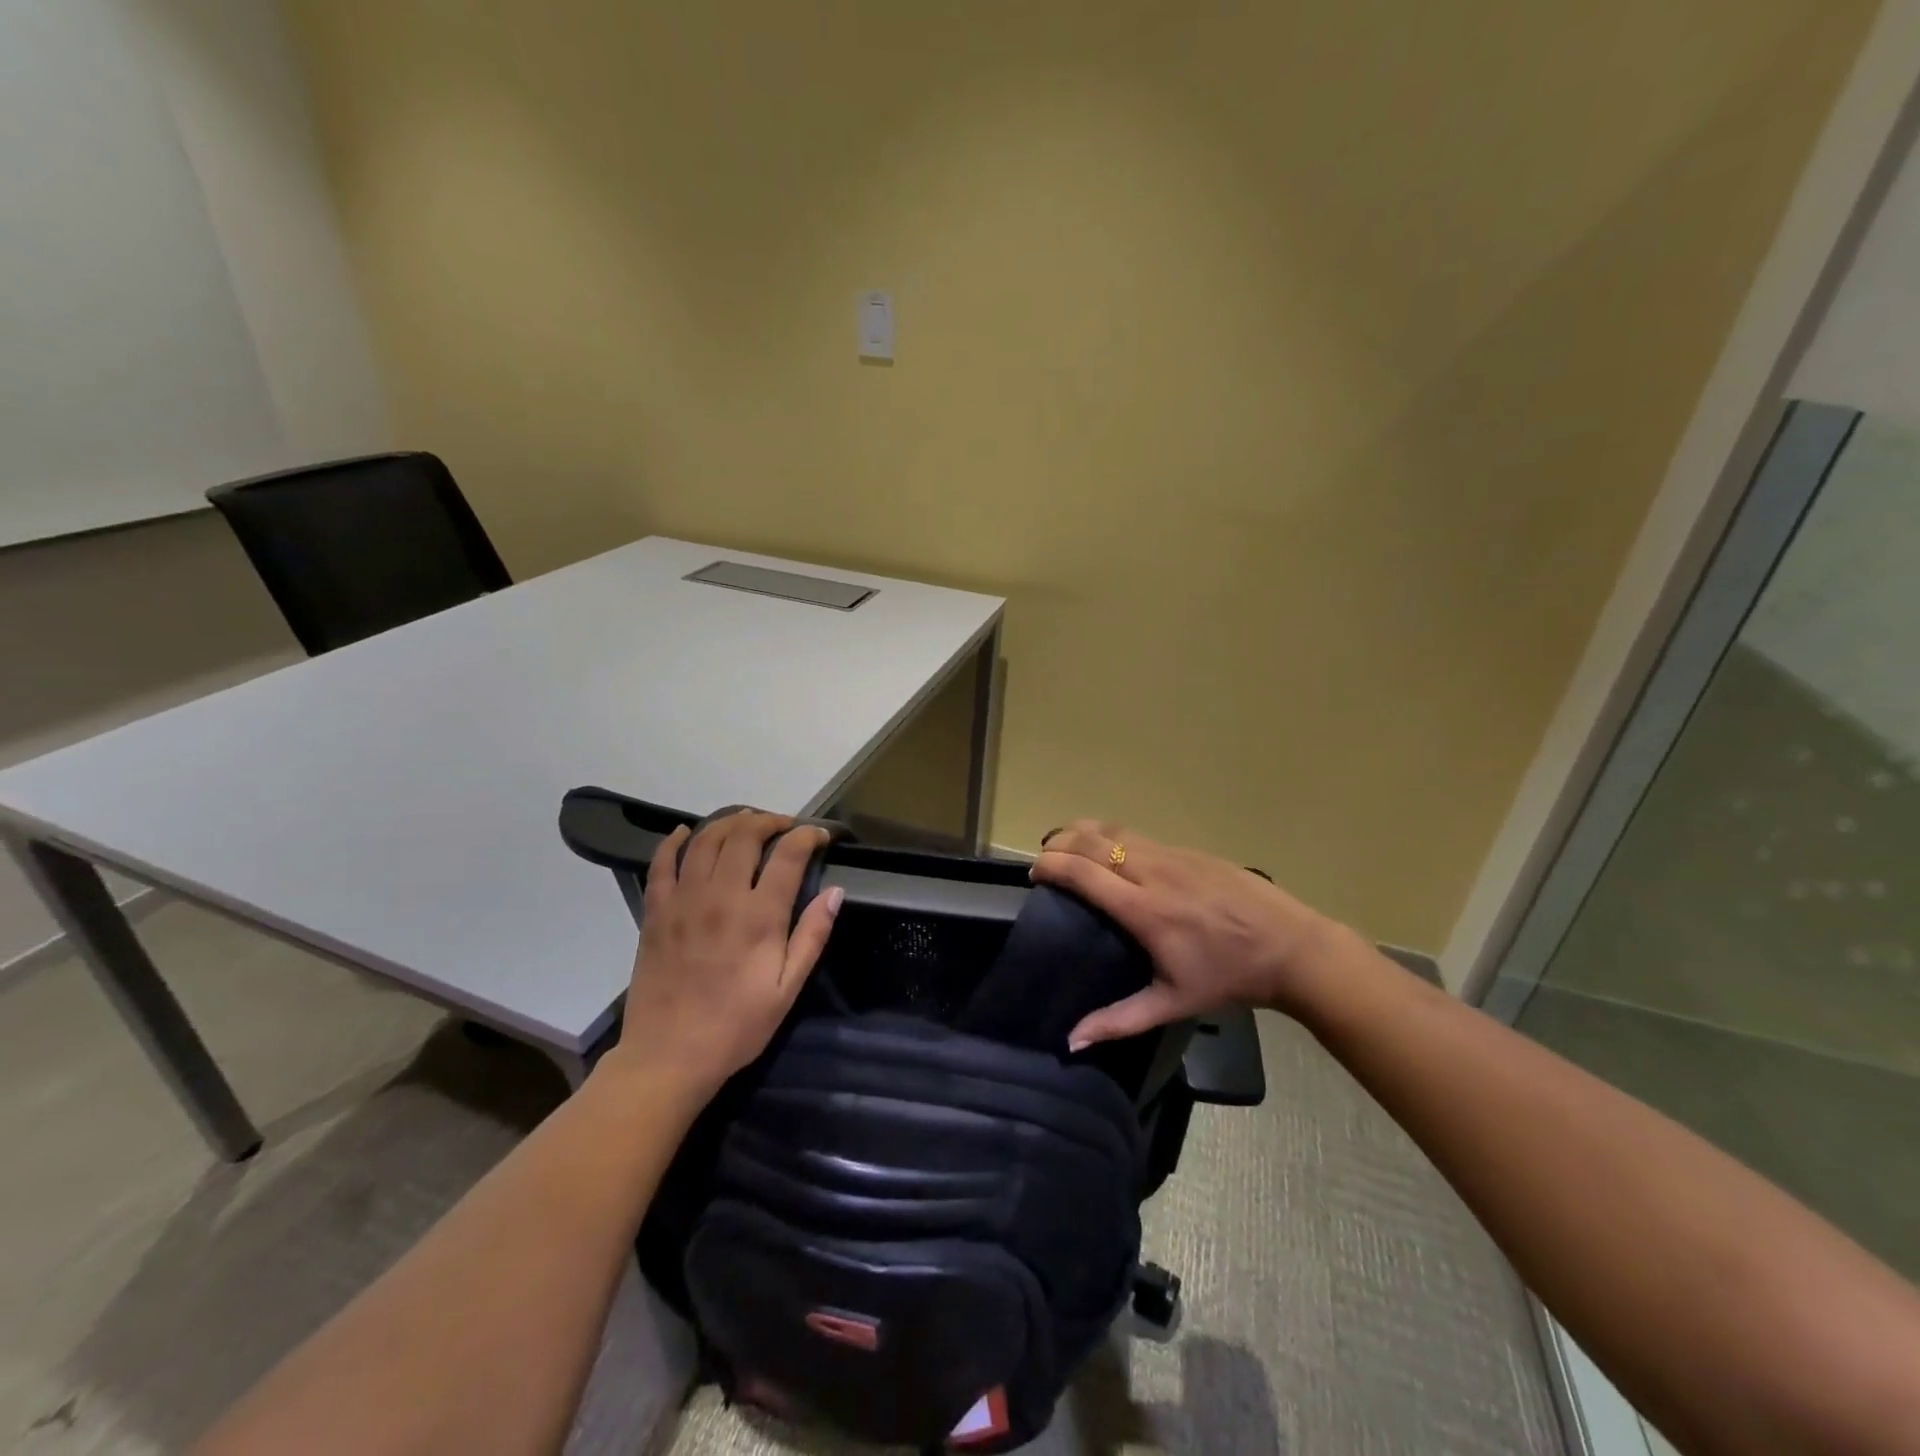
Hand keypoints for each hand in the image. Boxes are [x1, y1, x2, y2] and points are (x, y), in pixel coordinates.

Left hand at [608, 811, 841, 1098]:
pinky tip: (686, 833)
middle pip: (745, 835)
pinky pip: (661, 863)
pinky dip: (674, 841)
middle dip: (770, 821)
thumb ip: (812, 936)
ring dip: (729, 822)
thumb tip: (835, 892)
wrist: (668, 1057)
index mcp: (759, 916)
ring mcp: (683, 900)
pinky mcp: (655, 911)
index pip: (788, 854)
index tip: (820, 837)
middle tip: (784, 826)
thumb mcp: (788, 989)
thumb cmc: (737, 1026)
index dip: (808, 836)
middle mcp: (720, 896)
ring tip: (746, 822)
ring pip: (705, 839)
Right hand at [1032, 820, 1346, 1046]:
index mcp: (1143, 909)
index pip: (1082, 872)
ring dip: (1081, 832)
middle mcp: (1152, 871)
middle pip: (1091, 841)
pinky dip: (1110, 835)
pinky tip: (1108, 849)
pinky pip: (1137, 834)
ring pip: (1114, 830)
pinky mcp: (1189, 849)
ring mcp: (1172, 855)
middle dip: (1058, 843)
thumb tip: (1071, 1041)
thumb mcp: (1172, 1003)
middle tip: (1043, 860)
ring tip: (1065, 845)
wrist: (1291, 947)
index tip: (1034, 875)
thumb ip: (1118, 1021)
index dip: (1050, 866)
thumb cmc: (1228, 978)